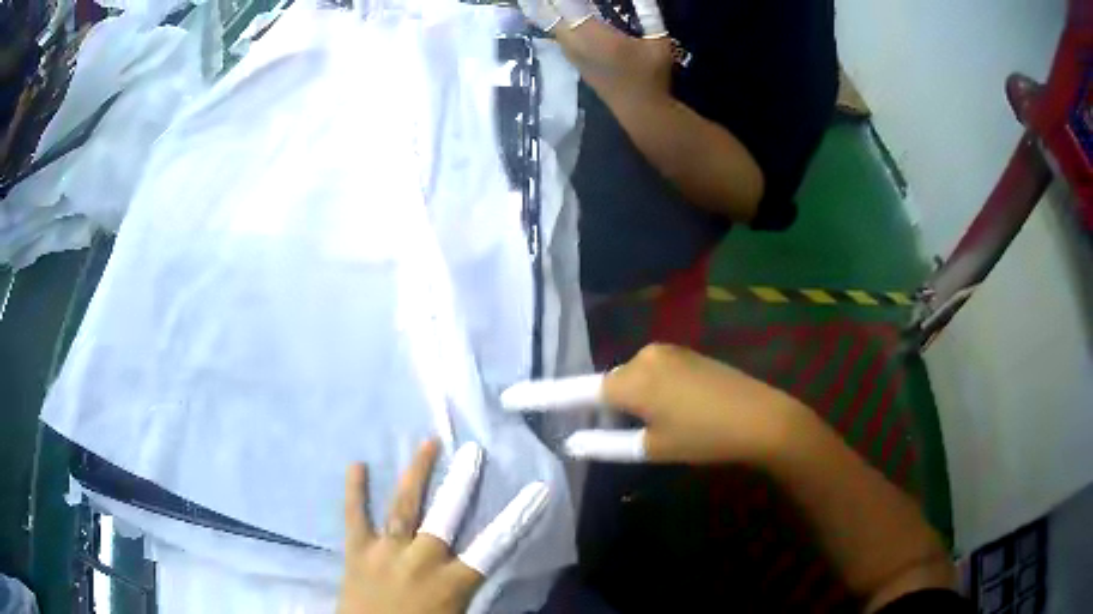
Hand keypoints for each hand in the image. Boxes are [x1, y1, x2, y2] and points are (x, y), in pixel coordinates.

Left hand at [337, 440, 549, 613]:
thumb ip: (474, 595)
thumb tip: (488, 574)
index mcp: (452, 583)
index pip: (494, 546)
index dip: (518, 517)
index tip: (537, 490)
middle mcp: (421, 560)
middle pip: (445, 516)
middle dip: (461, 483)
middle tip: (472, 451)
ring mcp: (386, 552)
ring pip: (404, 507)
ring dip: (416, 474)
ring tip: (427, 443)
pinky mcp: (357, 551)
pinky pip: (355, 516)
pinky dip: (355, 491)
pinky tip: (357, 464)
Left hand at [517, 0, 671, 101]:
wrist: (640, 110)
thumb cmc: (652, 75)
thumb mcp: (658, 41)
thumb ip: (649, 13)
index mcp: (595, 36)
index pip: (567, 5)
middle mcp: (576, 43)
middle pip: (549, 13)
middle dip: (547, 2)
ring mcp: (571, 54)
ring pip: (551, 25)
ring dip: (550, 10)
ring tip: (548, 1)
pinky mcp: (572, 60)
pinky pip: (557, 34)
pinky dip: (556, 20)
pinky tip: (562, 13)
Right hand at [565, 344, 808, 463]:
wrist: (762, 417)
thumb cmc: (704, 437)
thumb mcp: (653, 447)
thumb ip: (606, 444)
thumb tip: (570, 441)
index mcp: (631, 381)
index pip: (574, 391)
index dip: (541, 397)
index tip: (511, 396)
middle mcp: (643, 356)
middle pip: (607, 386)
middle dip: (604, 410)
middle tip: (625, 438)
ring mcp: (667, 351)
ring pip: (631, 380)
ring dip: (629, 402)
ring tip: (658, 429)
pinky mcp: (685, 354)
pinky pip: (652, 373)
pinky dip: (648, 393)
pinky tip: (673, 412)